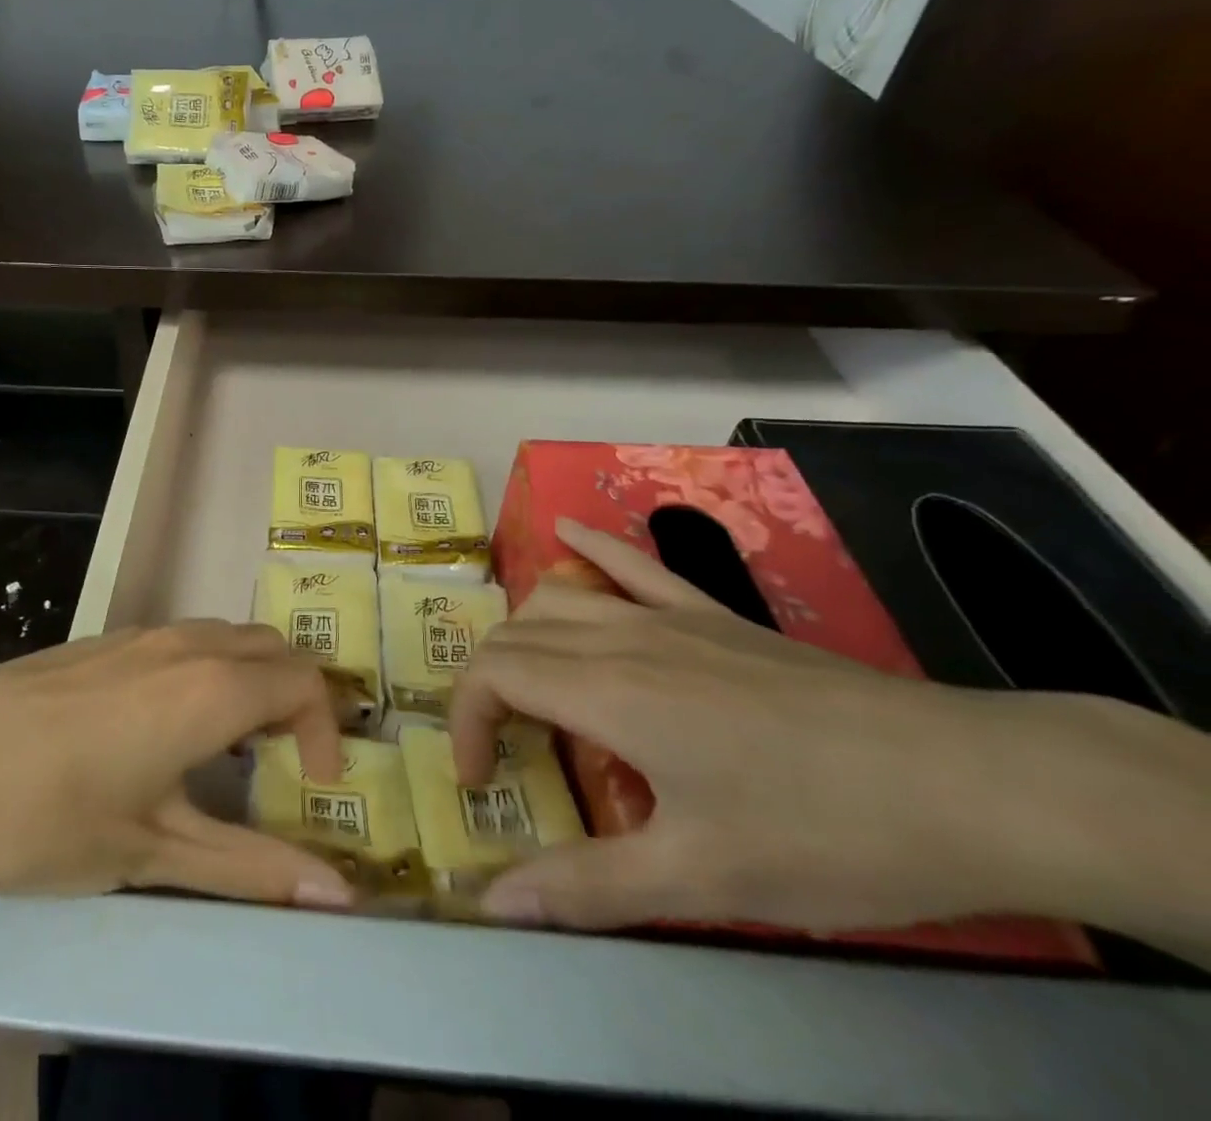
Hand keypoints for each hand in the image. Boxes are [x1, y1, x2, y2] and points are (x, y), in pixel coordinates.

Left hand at [0, 622, 355, 910]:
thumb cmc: (45, 818)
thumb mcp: (153, 853)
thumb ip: (251, 867)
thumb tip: (340, 896)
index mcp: (212, 687)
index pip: (306, 682)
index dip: (327, 731)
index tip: (315, 786)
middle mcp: (186, 643)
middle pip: (275, 648)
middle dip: (297, 699)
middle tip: (283, 765)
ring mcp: (140, 634)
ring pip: (228, 637)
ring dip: (252, 681)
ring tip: (230, 749)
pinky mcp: (102, 640)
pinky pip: (184, 640)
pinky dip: (209, 670)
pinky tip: (164, 728)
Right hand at [451, 519, 1210, 944]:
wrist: (969, 784)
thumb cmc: (824, 833)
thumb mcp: (702, 880)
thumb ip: (587, 887)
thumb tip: (493, 904)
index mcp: (606, 692)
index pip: (493, 674)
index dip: (466, 719)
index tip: (481, 778)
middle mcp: (622, 638)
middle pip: (516, 634)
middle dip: (486, 685)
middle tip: (505, 750)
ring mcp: (671, 617)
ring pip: (560, 597)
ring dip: (523, 633)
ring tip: (529, 686)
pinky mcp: (715, 615)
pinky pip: (635, 564)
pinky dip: (590, 547)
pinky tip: (567, 531)